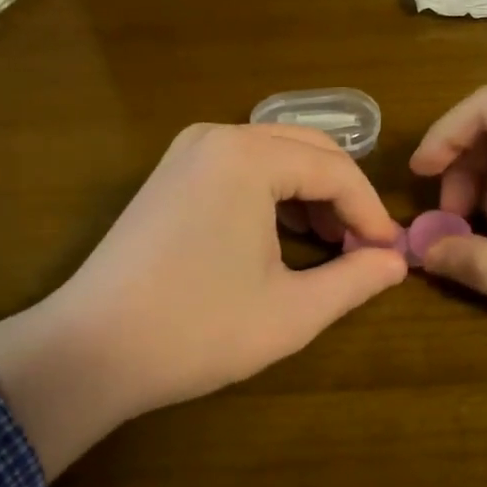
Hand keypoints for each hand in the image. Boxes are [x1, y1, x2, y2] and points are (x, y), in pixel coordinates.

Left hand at [0, 124, 405, 476]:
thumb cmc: (197, 329)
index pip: (335, 170)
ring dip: (309, 195)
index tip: (390, 255)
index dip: (371, 212)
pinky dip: (272, 195)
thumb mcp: (291, 311)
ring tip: (328, 247)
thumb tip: (396, 261)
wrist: (90, 349)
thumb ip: (354, 280)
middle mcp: (217, 136)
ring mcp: (187, 152)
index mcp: (248, 156)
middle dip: (343, 197)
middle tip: (364, 249)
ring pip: (274, 156)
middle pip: (307, 150)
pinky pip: (241, 168)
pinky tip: (282, 238)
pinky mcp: (171, 174)